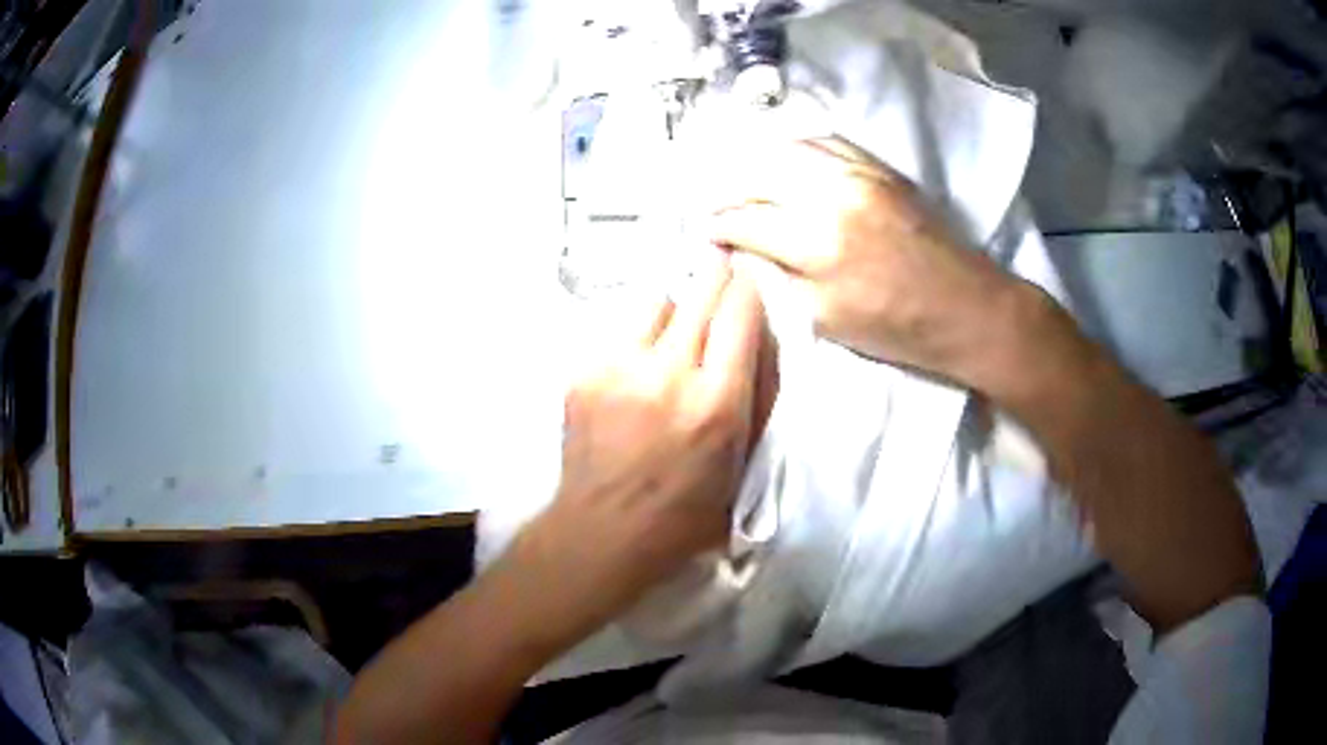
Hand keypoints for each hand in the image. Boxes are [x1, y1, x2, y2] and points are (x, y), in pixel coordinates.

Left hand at [518, 257, 769, 638]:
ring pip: (655, 301)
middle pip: (699, 292)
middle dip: (716, 276)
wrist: (603, 529)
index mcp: (717, 402)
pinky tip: (637, 365)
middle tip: (720, 269)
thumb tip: (761, 335)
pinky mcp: (582, 373)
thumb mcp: (744, 463)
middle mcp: (668, 373)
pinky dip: (637, 338)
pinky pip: (618, 332)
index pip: (740, 312)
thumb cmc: (686, 511)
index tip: (749, 279)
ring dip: (674, 308)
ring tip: (674, 330)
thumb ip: (760, 396)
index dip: (748, 288)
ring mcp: (618, 369)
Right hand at [707, 137, 1025, 385]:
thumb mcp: (825, 318)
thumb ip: (778, 276)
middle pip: (759, 173)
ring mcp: (859, 172)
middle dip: (728, 188)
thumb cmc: (895, 327)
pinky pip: (826, 141)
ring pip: (789, 148)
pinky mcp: (879, 166)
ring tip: (744, 181)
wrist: (965, 306)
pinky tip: (787, 163)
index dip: (717, 226)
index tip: (704, 232)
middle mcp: (832, 193)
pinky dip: (797, 149)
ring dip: (758, 162)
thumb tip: (744, 249)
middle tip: (715, 204)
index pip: (746, 220)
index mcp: (817, 241)